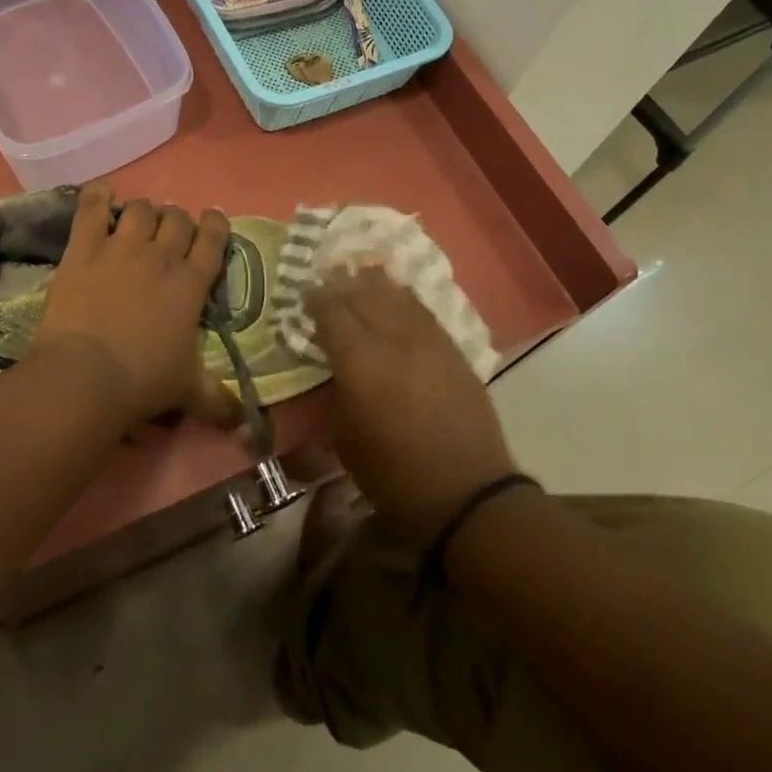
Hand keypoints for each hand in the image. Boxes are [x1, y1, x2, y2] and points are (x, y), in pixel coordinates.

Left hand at [34, 182, 238, 428]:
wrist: (86, 375)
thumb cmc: (143, 382)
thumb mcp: (187, 392)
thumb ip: (218, 400)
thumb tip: (243, 422)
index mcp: (190, 284)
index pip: (213, 239)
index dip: (214, 225)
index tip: (211, 222)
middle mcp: (161, 256)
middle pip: (176, 218)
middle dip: (176, 221)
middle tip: (167, 235)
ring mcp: (121, 247)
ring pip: (140, 209)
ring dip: (142, 212)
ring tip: (135, 222)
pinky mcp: (84, 248)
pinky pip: (91, 208)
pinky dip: (96, 196)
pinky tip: (100, 194)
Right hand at [307, 266, 517, 544]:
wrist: (467, 493)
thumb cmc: (394, 475)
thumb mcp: (345, 440)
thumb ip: (335, 394)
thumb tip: (332, 371)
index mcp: (359, 361)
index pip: (331, 312)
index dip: (315, 300)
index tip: (304, 296)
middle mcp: (392, 339)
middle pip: (361, 295)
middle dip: (340, 286)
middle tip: (326, 285)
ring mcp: (427, 340)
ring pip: (394, 295)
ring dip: (371, 284)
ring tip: (357, 278)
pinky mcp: (452, 348)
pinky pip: (421, 309)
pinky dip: (401, 297)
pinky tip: (394, 295)